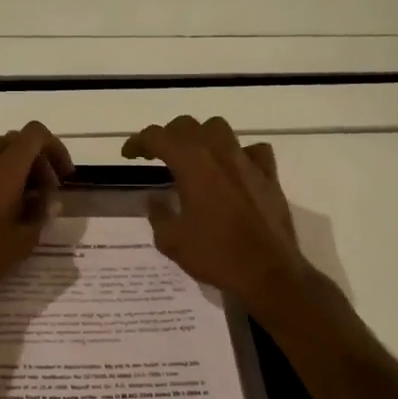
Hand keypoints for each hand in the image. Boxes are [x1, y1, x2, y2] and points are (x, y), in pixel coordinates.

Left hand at [0, 122, 73, 307]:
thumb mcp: (24, 241)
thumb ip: (41, 214)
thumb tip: (50, 200)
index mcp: (8, 168)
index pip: (36, 134)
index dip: (54, 148)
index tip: (61, 175)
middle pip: (14, 140)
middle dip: (33, 160)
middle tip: (40, 192)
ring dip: (2, 160)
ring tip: (9, 189)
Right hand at [121, 115, 313, 311]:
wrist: (268, 273)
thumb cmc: (216, 255)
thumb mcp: (172, 240)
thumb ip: (158, 214)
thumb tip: (155, 199)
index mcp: (192, 163)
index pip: (158, 137)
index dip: (139, 142)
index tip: (128, 154)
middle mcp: (219, 153)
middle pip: (187, 125)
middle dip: (167, 136)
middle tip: (157, 155)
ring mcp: (247, 161)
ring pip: (219, 129)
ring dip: (201, 136)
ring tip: (194, 156)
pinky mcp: (269, 175)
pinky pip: (253, 150)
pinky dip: (240, 154)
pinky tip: (234, 169)